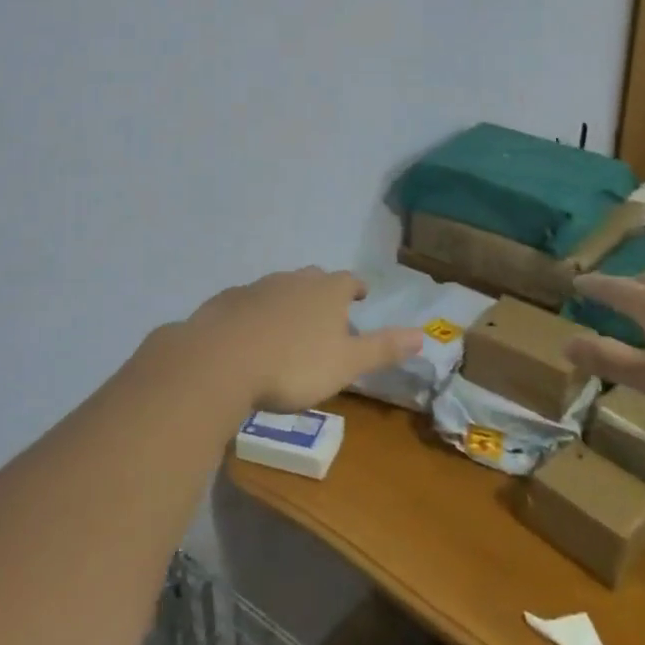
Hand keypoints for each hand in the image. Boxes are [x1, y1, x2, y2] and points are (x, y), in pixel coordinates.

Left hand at [157, 267, 423, 413]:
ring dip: (287, 302)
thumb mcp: (346, 364)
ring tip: (289, 326)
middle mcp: (293, 280)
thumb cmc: (293, 365)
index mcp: (327, 291)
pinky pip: (247, 303)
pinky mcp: (225, 302)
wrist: (221, 361)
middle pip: (313, 279)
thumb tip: (423, 335)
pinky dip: (254, 314)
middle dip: (322, 292)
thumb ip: (383, 348)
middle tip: (326, 312)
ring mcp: (256, 288)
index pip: (349, 280)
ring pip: (279, 288)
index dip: (357, 288)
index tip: (360, 296)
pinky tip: (250, 335)